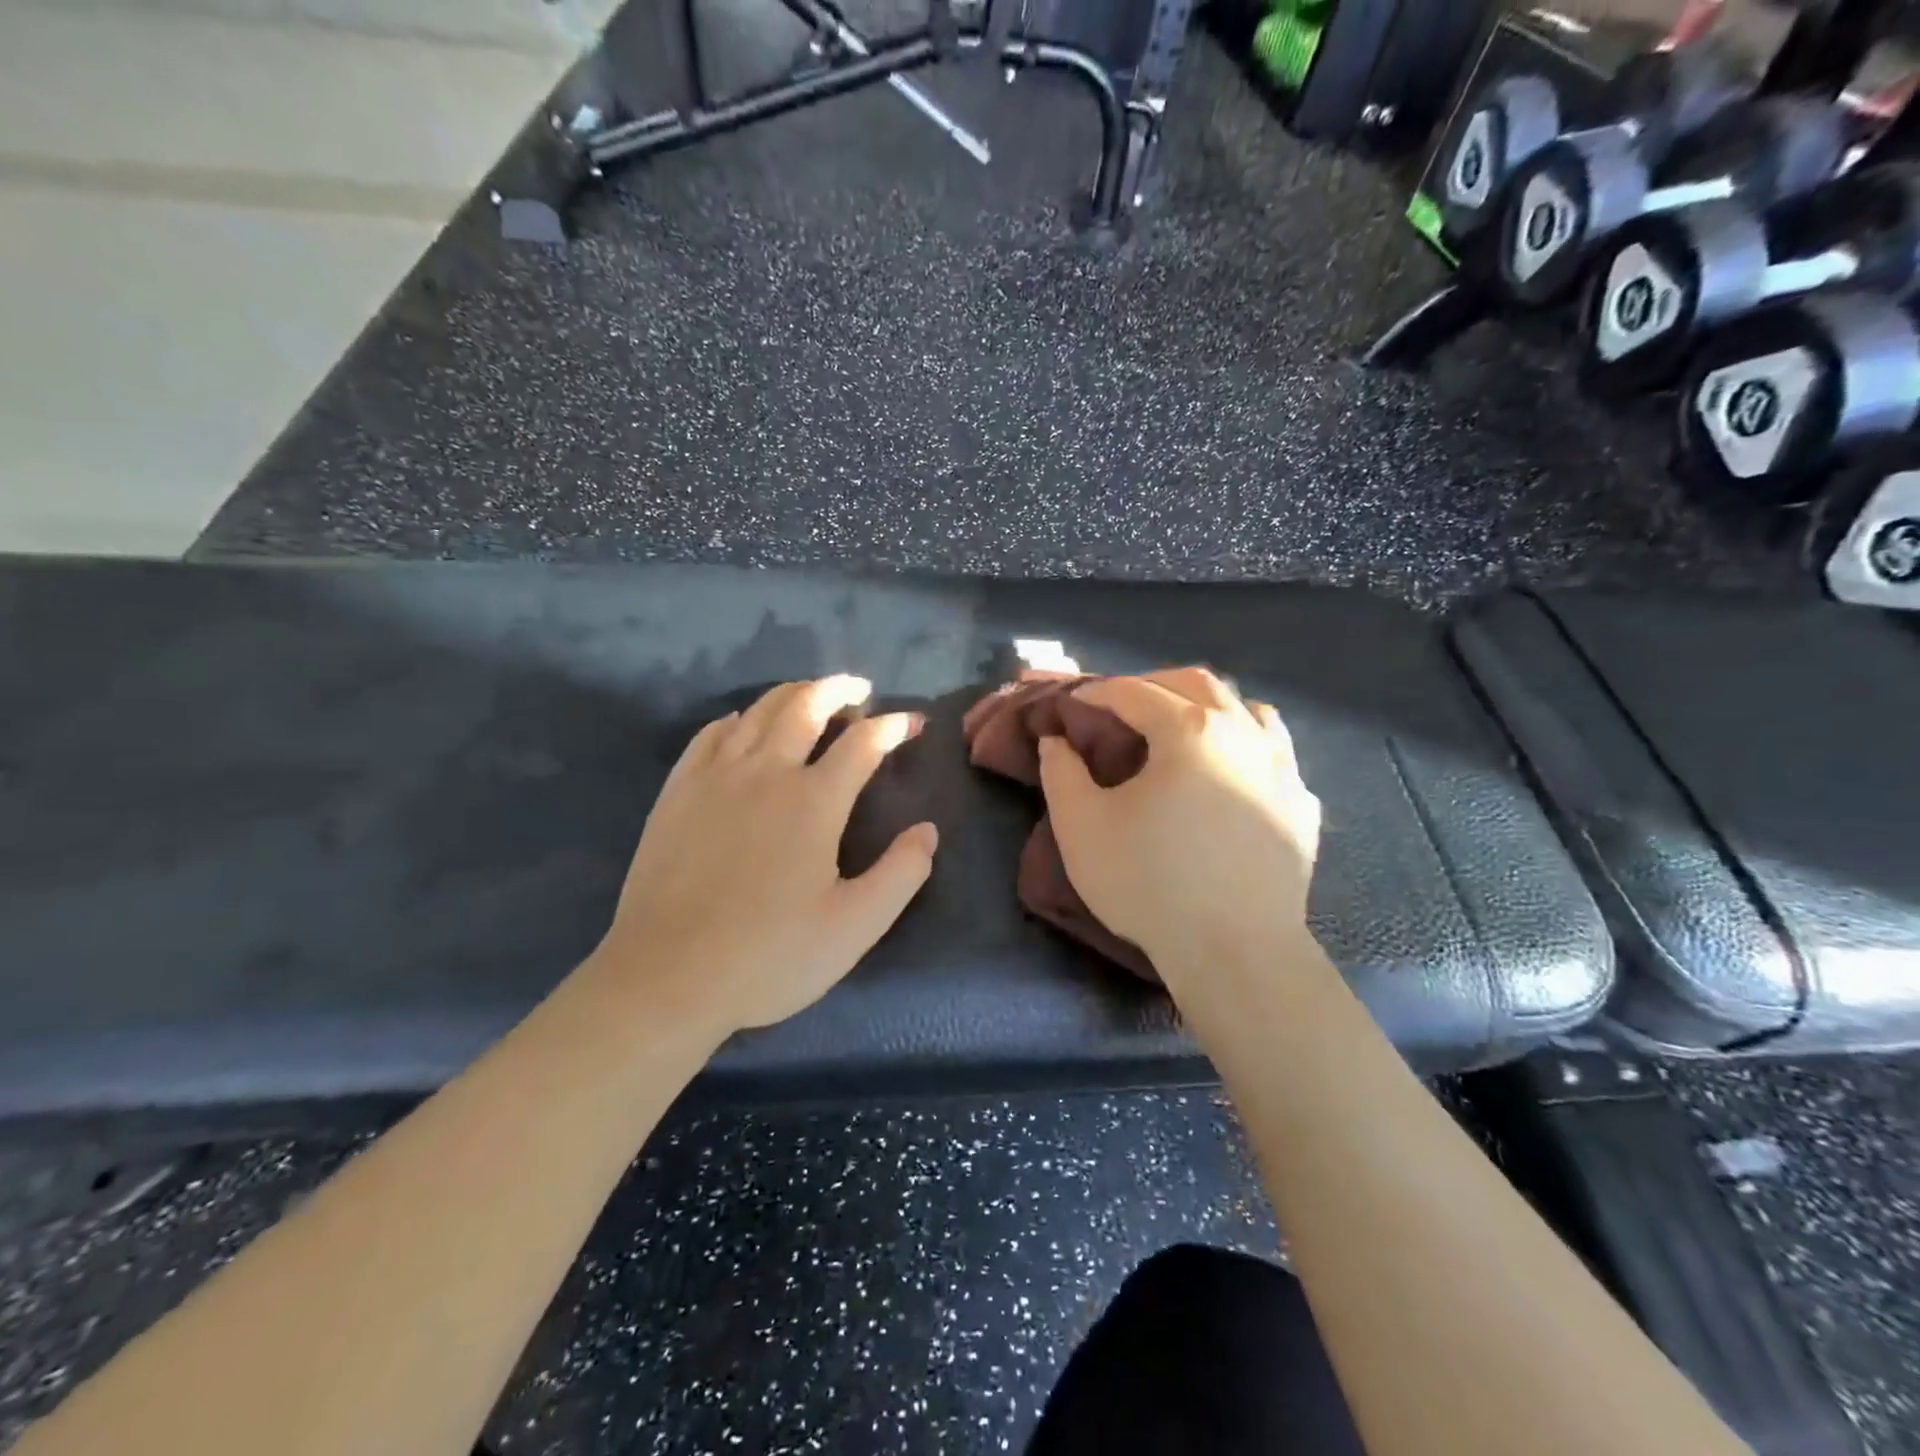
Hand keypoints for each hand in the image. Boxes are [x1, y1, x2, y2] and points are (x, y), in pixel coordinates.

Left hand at [593, 675, 937, 1039]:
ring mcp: (715, 777)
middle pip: (806, 706)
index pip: (862, 743)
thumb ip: (902, 873)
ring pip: (758, 711)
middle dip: (838, 689)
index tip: (911, 723)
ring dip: (792, 693)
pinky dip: (736, 719)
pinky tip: (742, 725)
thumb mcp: (856, 926)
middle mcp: (766, 773)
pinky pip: (710, 734)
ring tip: (810, 695)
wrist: (667, 977)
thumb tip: (927, 830)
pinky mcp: (678, 792)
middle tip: (858, 689)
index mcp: (814, 801)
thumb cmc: (771, 956)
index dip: (892, 727)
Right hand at [1037, 668, 1320, 986]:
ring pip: (1249, 710)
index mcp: (1189, 731)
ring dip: (1210, 707)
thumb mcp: (1081, 826)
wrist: (1235, 951)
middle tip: (1123, 706)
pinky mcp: (1302, 807)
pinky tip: (1232, 774)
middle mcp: (1243, 734)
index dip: (1099, 692)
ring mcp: (1283, 769)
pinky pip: (1276, 755)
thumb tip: (1056, 740)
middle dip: (1154, 684)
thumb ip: (1061, 773)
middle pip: (1199, 683)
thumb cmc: (1150, 882)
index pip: (1135, 693)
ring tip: (1183, 728)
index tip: (1075, 701)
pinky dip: (1248, 747)